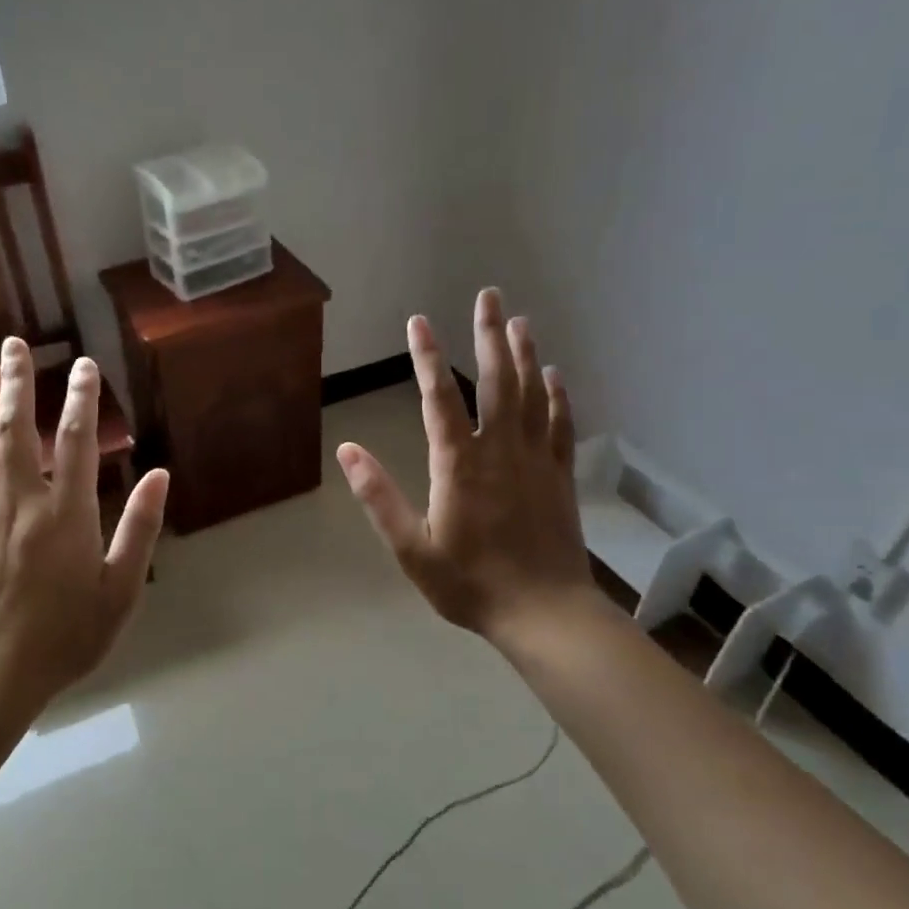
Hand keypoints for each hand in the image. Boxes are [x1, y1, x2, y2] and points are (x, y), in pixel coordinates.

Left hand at [0, 338, 167, 711]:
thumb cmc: (67, 634)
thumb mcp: (121, 588)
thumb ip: (139, 528)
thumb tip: (159, 475)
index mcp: (66, 514)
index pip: (73, 440)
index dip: (80, 398)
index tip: (84, 366)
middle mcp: (21, 502)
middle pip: (15, 428)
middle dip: (16, 382)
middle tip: (15, 345)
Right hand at [337, 290, 597, 649]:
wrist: (543, 612)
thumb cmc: (470, 584)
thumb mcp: (412, 549)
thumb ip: (379, 497)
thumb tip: (348, 450)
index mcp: (459, 465)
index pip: (438, 398)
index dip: (427, 356)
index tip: (419, 321)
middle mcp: (500, 450)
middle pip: (496, 381)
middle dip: (490, 335)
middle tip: (489, 296)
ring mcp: (536, 460)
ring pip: (531, 395)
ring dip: (525, 355)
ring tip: (519, 321)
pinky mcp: (559, 476)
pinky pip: (559, 425)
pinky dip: (557, 396)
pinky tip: (554, 375)